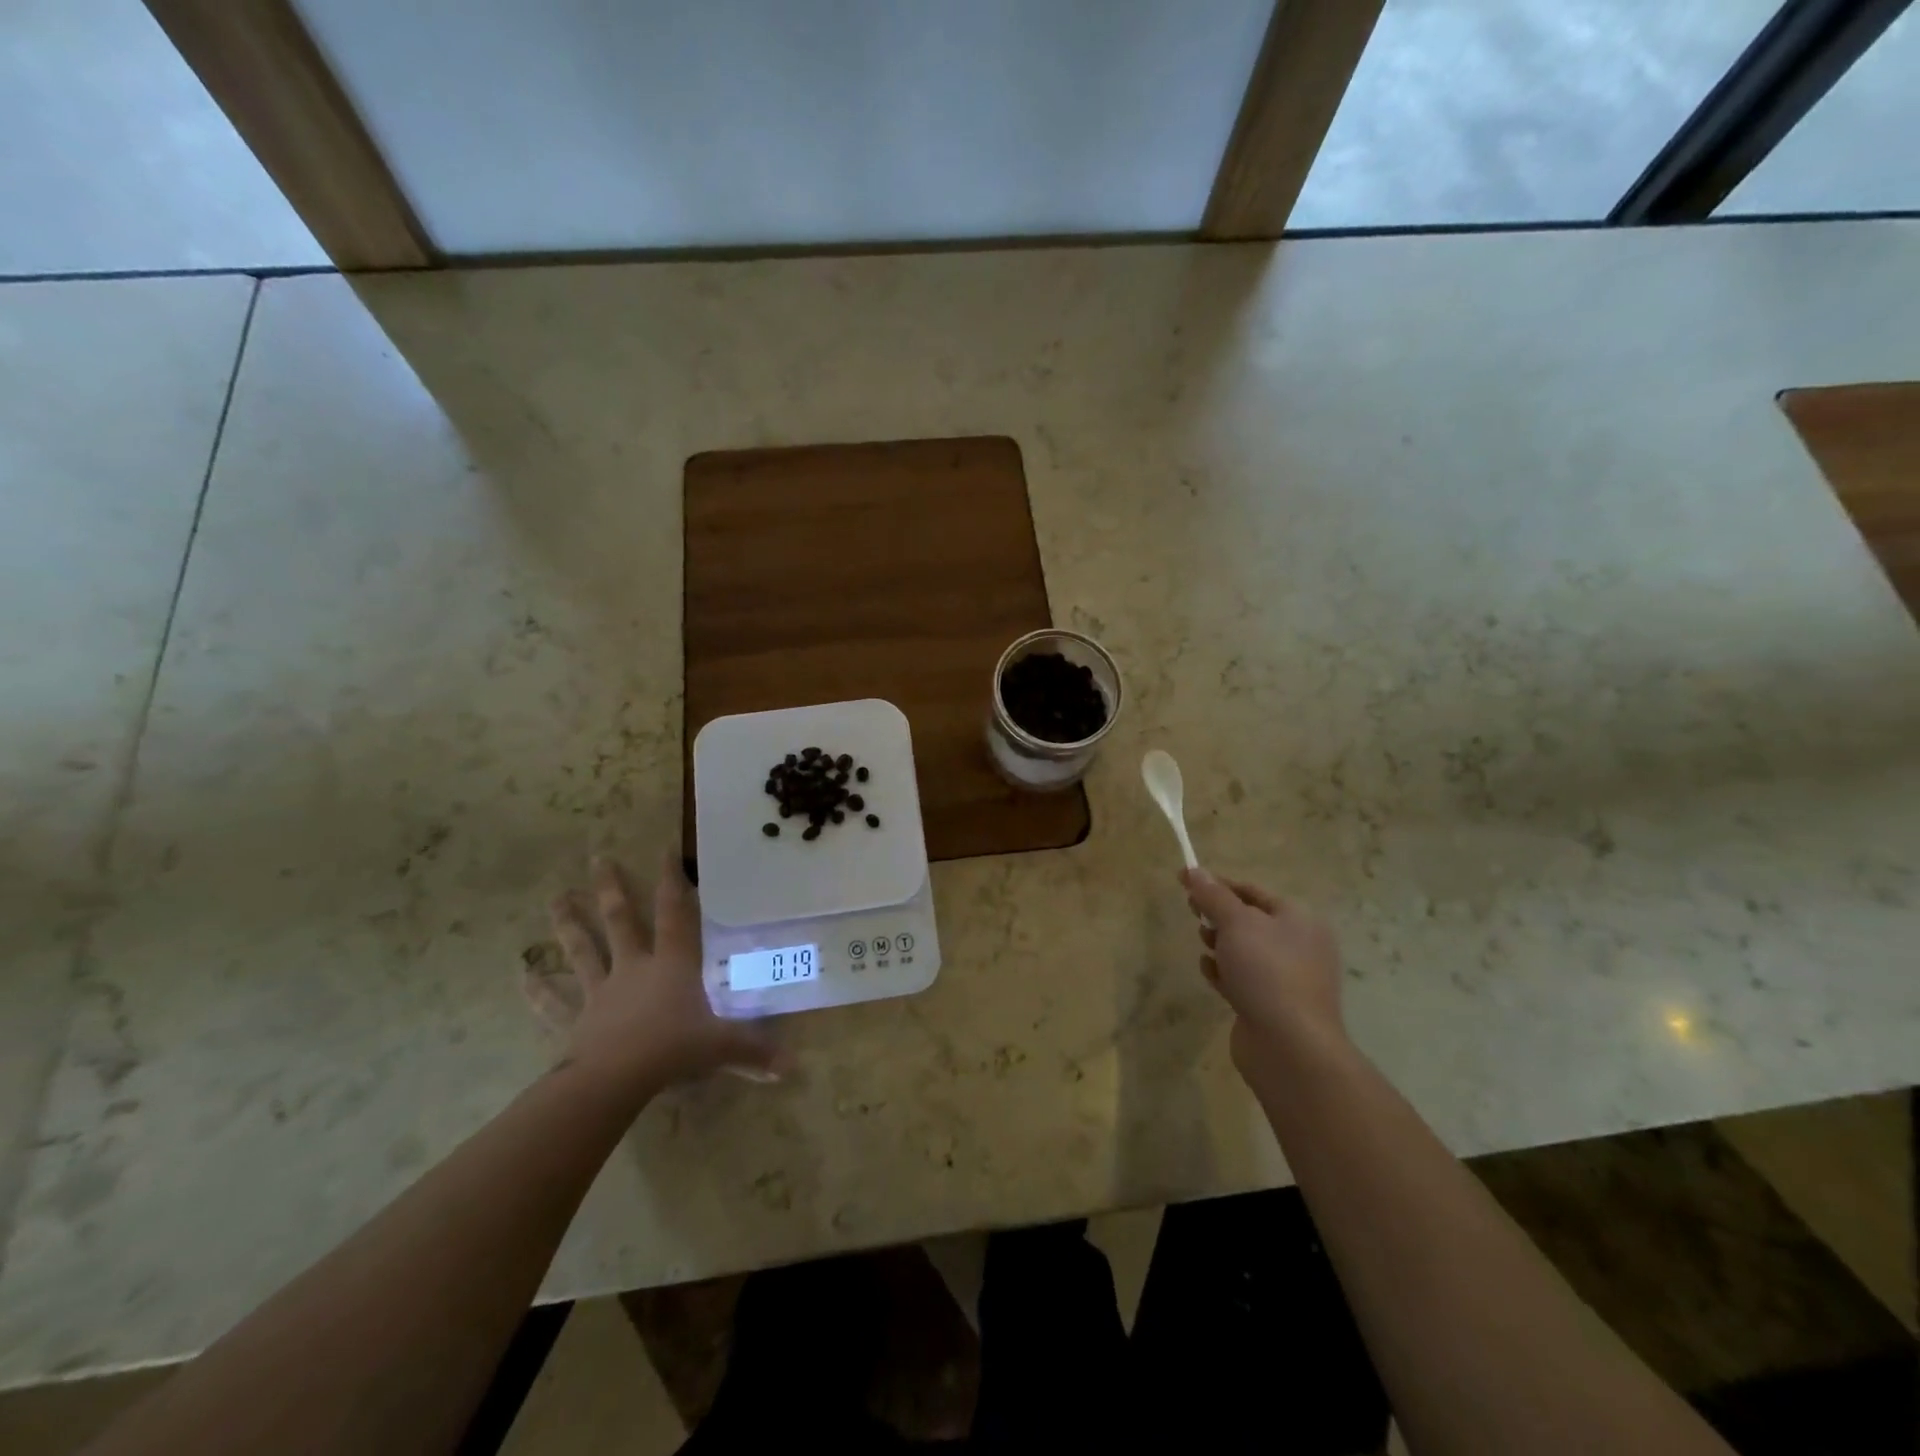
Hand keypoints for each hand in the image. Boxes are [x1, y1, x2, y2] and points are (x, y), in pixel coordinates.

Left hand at [546, 853, 784, 1100]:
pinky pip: (553, 1002)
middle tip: (597, 858)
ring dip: (568, 924)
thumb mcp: (721, 1048)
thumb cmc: (672, 1051)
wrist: (613, 1082)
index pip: (675, 914)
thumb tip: (793, 1066)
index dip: (672, 881)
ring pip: (582, 950)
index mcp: (672, 964)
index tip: (664, 849)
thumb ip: (755, 1052)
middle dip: (610, 889)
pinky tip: (522, 975)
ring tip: (555, 898)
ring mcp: (600, 992)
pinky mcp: (575, 1021)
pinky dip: (538, 989)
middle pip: (620, 921)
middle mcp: (633, 968)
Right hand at [1181, 868, 1345, 1074]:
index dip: (1218, 884)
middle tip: (1192, 915)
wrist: (1290, 1046)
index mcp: (1299, 920)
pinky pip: (1243, 979)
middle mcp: (1299, 946)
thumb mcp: (1236, 923)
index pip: (1253, 891)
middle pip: (1249, 920)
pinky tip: (1210, 974)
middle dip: (1218, 915)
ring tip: (1204, 946)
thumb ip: (1213, 896)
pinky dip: (1224, 973)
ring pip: (1244, 951)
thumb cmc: (1267, 972)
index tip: (1184, 882)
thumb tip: (1193, 870)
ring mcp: (1287, 979)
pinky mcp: (1272, 1005)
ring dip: (1220, 944)